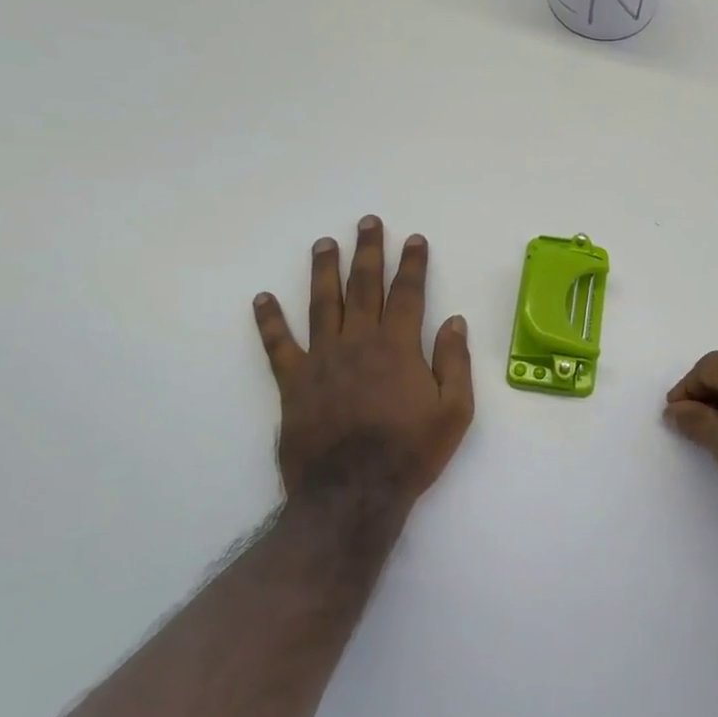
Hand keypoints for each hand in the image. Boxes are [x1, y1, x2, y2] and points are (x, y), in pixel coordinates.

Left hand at [254, 216, 473, 518]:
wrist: (353, 494)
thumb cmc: (410, 453)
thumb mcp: (454, 411)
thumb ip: (455, 362)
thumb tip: (454, 320)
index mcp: (398, 347)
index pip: (407, 293)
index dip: (412, 264)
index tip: (414, 239)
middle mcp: (358, 342)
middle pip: (363, 287)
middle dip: (368, 251)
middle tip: (368, 222)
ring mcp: (321, 360)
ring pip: (322, 304)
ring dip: (324, 270)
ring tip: (324, 243)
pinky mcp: (293, 383)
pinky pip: (278, 345)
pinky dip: (269, 321)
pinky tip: (262, 299)